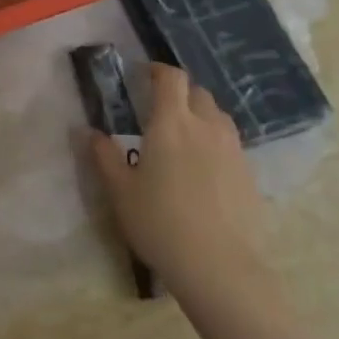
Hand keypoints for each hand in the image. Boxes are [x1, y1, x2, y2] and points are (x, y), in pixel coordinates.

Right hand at [89, 64, 315, 338]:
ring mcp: (233, 150)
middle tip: (159, 109)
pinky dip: (215, 142)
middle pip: (197, 92)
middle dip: (179, 93)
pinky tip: (203, 169)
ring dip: (200, 115)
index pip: (171, 78)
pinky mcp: (249, 174)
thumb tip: (88, 131)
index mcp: (171, 123)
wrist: (219, 267)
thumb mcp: (120, 191)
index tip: (143, 75)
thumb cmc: (160, 223)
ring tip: (183, 136)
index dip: (157, 70)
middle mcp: (206, 127)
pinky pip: (230, 143)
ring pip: (218, 116)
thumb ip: (103, 156)